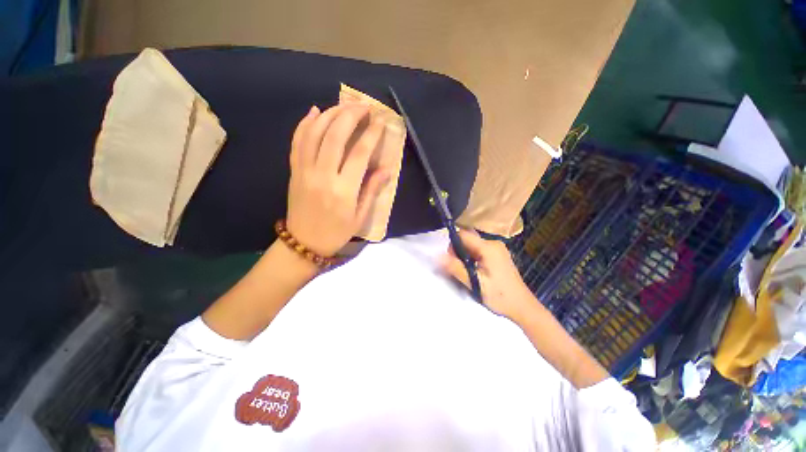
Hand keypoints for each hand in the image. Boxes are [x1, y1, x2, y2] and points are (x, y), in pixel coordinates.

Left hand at [286, 105, 389, 255]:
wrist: (304, 242)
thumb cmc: (337, 232)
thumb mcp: (360, 216)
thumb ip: (372, 190)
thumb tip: (386, 169)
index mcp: (343, 190)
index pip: (360, 153)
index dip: (371, 134)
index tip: (380, 121)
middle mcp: (323, 176)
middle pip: (335, 135)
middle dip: (351, 115)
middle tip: (364, 106)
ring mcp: (304, 171)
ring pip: (314, 133)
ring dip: (330, 114)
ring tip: (344, 106)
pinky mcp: (294, 170)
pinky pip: (297, 141)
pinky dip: (305, 123)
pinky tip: (314, 111)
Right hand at [441, 230, 536, 321]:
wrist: (523, 307)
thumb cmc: (499, 296)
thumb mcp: (475, 282)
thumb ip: (455, 268)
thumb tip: (437, 256)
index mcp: (488, 247)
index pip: (463, 234)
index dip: (453, 244)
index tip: (451, 260)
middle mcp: (493, 243)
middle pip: (467, 239)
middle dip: (458, 251)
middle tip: (459, 269)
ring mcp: (497, 248)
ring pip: (472, 245)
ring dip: (465, 256)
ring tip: (467, 272)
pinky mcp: (498, 255)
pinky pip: (479, 250)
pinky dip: (472, 258)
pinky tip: (475, 271)